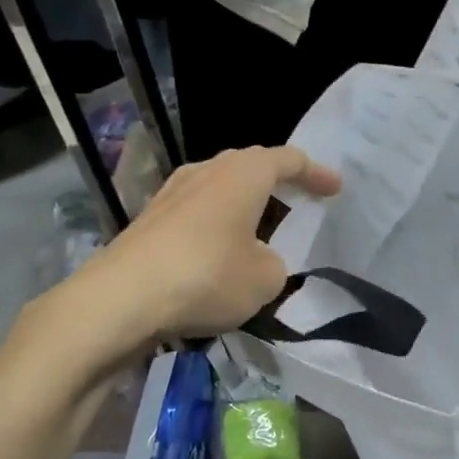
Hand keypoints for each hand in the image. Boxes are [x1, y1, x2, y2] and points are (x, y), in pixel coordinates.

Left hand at [76, 145, 340, 344]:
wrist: (122, 298)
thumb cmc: (207, 277)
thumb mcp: (265, 279)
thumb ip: (274, 263)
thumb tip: (257, 258)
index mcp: (243, 174)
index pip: (289, 160)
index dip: (316, 174)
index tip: (335, 188)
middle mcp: (207, 171)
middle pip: (250, 166)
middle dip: (278, 181)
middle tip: (300, 199)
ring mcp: (172, 192)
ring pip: (220, 186)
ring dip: (244, 202)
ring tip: (261, 225)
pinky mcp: (150, 218)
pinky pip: (197, 210)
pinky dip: (217, 222)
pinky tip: (219, 248)